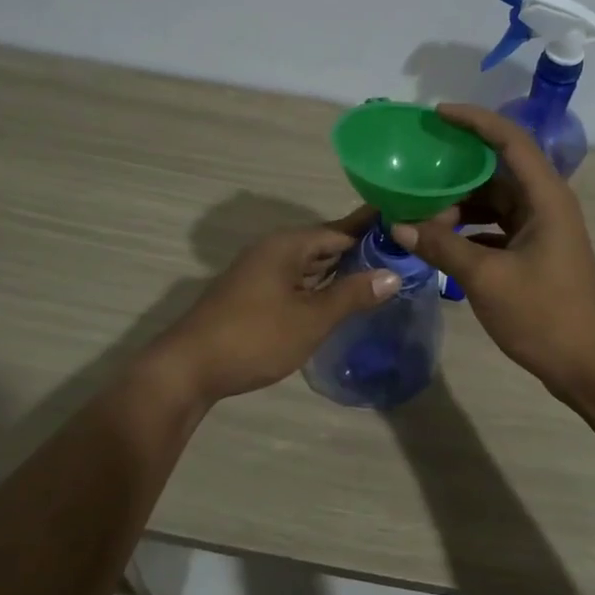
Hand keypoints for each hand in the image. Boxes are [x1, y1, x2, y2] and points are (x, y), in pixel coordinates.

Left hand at [150, 206, 399, 403]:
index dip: (372, 229)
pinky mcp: (253, 295)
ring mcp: (260, 273)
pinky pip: (296, 281)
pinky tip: (339, 299)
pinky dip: (320, 286)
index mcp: (287, 245)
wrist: (189, 368)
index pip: (340, 229)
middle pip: (324, 244)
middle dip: (359, 250)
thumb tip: (392, 274)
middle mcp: (273, 251)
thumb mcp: (311, 318)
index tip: (405, 226)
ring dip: (340, 270)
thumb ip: (352, 295)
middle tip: (400, 255)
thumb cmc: (255, 337)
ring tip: (379, 274)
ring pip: (309, 265)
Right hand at [391, 104, 594, 394]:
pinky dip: (469, 230)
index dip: (475, 120)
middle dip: (457, 171)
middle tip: (416, 170)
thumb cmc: (543, 316)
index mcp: (546, 198)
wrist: (587, 366)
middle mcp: (547, 205)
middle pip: (499, 171)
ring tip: (420, 214)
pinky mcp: (535, 253)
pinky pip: (496, 227)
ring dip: (460, 205)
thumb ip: (442, 247)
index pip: (510, 140)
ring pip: (495, 202)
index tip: (437, 114)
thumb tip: (399, 226)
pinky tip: (440, 242)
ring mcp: (543, 230)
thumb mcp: (486, 278)